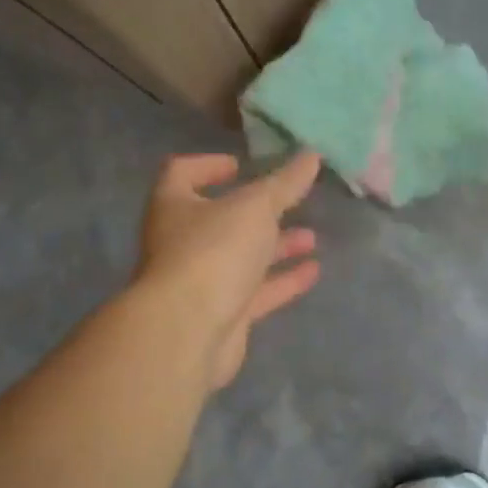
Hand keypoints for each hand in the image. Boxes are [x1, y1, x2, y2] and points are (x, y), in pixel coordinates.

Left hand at [132, 151, 321, 388]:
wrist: (188, 332)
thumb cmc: (214, 252)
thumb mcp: (256, 207)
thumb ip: (285, 183)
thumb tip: (312, 155)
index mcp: (174, 206)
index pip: (181, 174)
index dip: (208, 165)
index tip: (240, 165)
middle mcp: (181, 242)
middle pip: (219, 220)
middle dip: (257, 212)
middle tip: (291, 203)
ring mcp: (200, 282)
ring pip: (241, 258)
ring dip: (275, 247)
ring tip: (312, 238)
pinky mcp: (221, 315)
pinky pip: (255, 292)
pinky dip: (282, 281)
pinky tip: (314, 271)